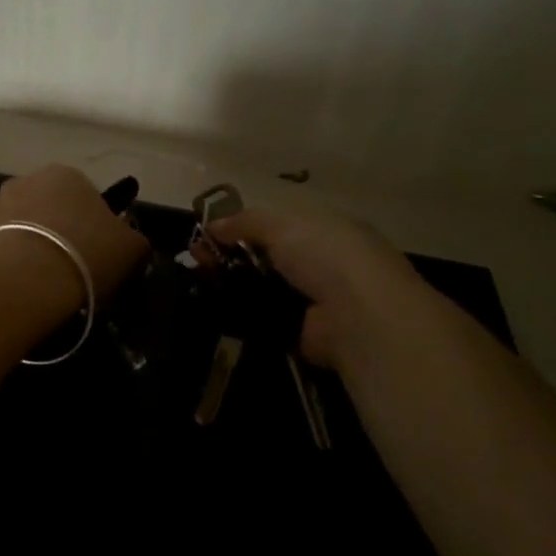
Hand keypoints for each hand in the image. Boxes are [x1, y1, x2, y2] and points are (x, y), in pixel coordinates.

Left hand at [0, 165, 150, 304]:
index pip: (88, 195)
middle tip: (75, 265)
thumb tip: (130, 239)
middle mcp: (30, 178)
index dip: (96, 225)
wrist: (26, 280)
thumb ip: (134, 237)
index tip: (99, 252)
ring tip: (49, 279)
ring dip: (37, 243)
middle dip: (63, 230)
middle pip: (54, 207)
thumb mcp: (131, 248)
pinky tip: (26, 283)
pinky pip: (6, 244)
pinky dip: (16, 258)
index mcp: (69, 173)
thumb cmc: (85, 254)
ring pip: (28, 224)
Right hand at [206, 207, 425, 370]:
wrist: (358, 315)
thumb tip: (212, 225)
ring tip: (199, 282)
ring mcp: (314, 301)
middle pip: (267, 258)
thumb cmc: (325, 254)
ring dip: (232, 286)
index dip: (243, 228)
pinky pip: (265, 320)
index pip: (279, 227)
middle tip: (197, 259)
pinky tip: (214, 308)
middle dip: (231, 256)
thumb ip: (245, 222)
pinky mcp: (303, 334)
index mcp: (327, 230)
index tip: (209, 234)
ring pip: (263, 289)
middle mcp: (324, 265)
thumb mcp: (282, 225)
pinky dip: (243, 316)